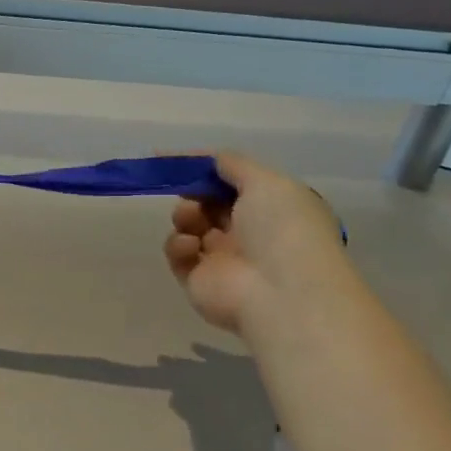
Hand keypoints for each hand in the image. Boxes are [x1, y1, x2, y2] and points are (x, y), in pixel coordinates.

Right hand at [164, 153, 351, 336]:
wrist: (280, 292)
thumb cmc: (281, 229)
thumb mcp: (266, 181)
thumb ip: (233, 164)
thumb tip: (209, 158)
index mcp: (271, 208)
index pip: (232, 183)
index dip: (204, 169)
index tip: (169, 158)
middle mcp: (249, 233)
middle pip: (208, 203)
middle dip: (194, 192)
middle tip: (188, 191)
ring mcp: (223, 259)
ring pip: (190, 226)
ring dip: (185, 216)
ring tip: (191, 220)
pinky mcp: (199, 281)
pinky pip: (178, 255)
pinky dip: (178, 245)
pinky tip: (190, 246)